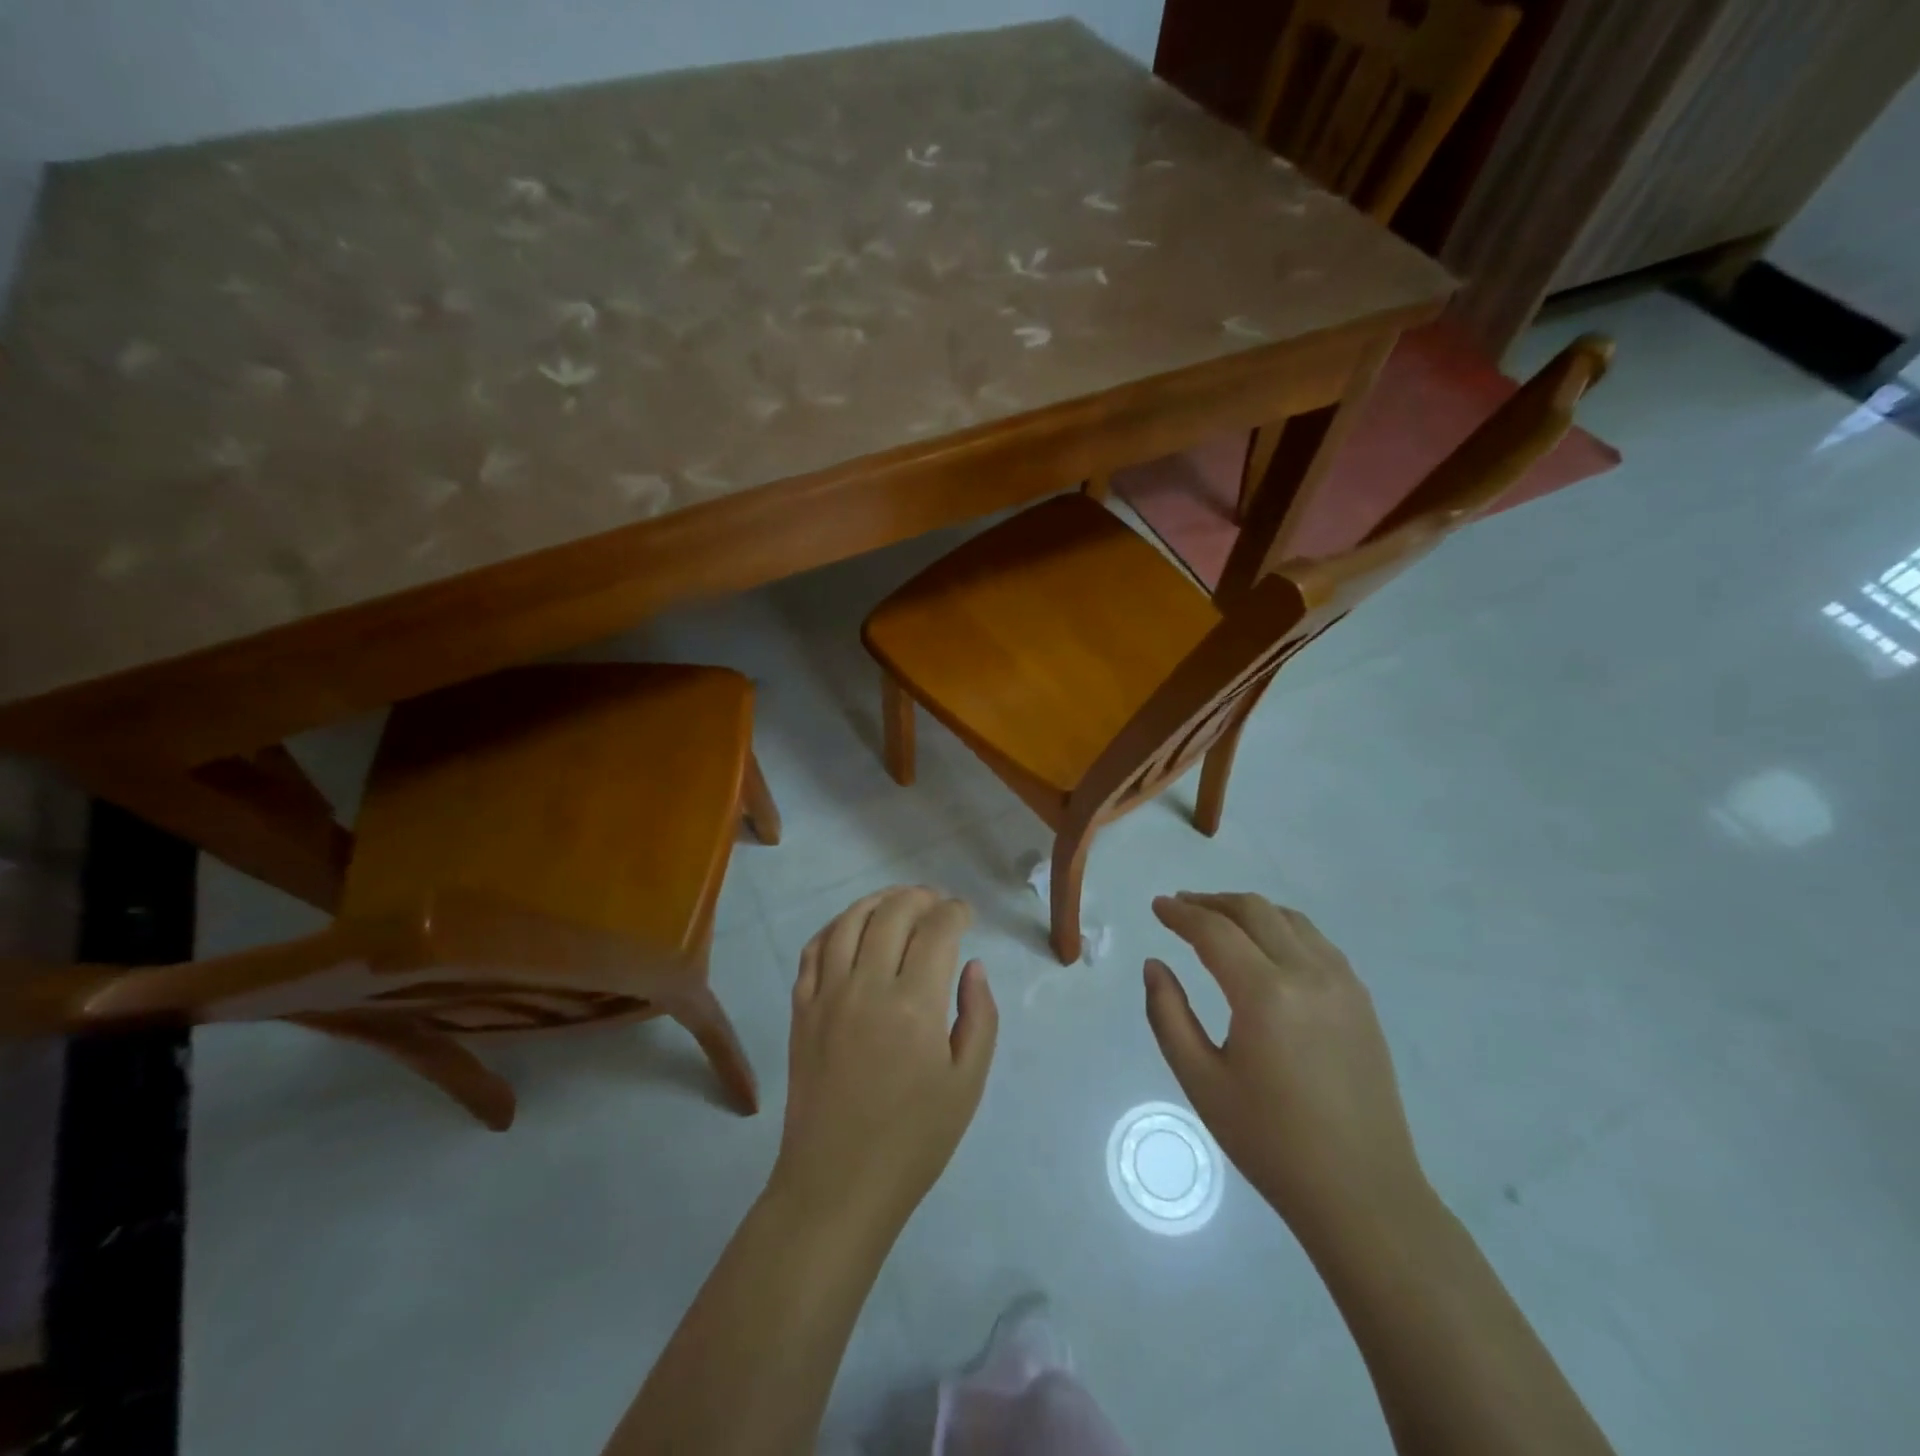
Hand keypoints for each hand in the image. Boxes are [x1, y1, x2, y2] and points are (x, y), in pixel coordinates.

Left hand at [771, 887, 997, 1234]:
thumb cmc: (914, 1139)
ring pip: (849, 921)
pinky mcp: (800, 1009)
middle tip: (936, 903)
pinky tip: (851, 928)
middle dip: (920, 897)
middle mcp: (868, 986)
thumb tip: (972, 965)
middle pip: (893, 912)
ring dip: (877, 900)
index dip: (955, 911)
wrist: (838, 1182)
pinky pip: (813, 949)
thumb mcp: (967, 1082)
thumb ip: (979, 1015)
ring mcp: (827, 994)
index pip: (938, 929)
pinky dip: (835, 927)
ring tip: (897, 902)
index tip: (965, 913)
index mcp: (916, 1004)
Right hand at [1144, 892, 1428, 1240]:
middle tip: (1181, 907)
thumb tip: (1155, 965)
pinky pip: (1315, 941)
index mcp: (1266, 994)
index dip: (1180, 914)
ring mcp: (1343, 983)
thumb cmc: (1270, 1142)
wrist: (1362, 1193)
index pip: (1214, 932)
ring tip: (1218, 920)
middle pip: (1254, 911)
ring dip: (1248, 910)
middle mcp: (1308, 974)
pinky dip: (1281, 927)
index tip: (1157, 906)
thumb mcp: (1201, 1081)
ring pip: (1289, 918)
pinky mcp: (1361, 999)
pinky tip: (1265, 947)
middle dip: (1212, 902)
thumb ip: (1168, 1015)